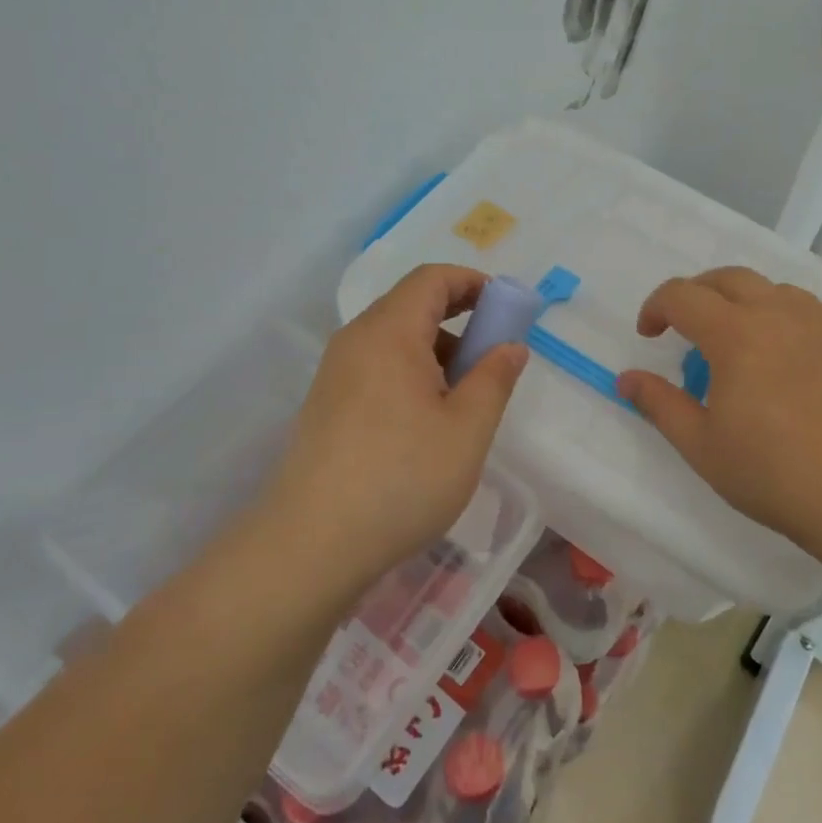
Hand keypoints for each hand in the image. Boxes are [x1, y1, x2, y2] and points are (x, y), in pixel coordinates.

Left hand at [262, 264, 527, 586]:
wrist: (311, 544)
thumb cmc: (402, 478)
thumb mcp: (467, 429)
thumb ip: (494, 378)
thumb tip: (509, 347)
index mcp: (389, 332)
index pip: (431, 278)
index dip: (473, 282)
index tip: (506, 310)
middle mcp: (355, 340)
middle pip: (411, 304)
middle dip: (459, 317)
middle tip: (492, 356)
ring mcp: (335, 373)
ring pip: (394, 339)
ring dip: (436, 349)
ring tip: (465, 396)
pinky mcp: (326, 404)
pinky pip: (376, 367)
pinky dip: (411, 373)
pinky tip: (427, 421)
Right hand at [616, 267, 821, 552]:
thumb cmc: (773, 473)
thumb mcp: (701, 445)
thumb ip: (659, 404)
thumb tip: (625, 379)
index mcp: (736, 334)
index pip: (682, 295)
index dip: (656, 308)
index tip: (649, 336)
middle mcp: (778, 314)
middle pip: (726, 278)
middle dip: (695, 294)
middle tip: (684, 327)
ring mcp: (820, 324)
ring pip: (770, 288)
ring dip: (740, 300)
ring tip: (735, 339)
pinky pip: (805, 308)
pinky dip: (779, 315)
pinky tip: (781, 355)